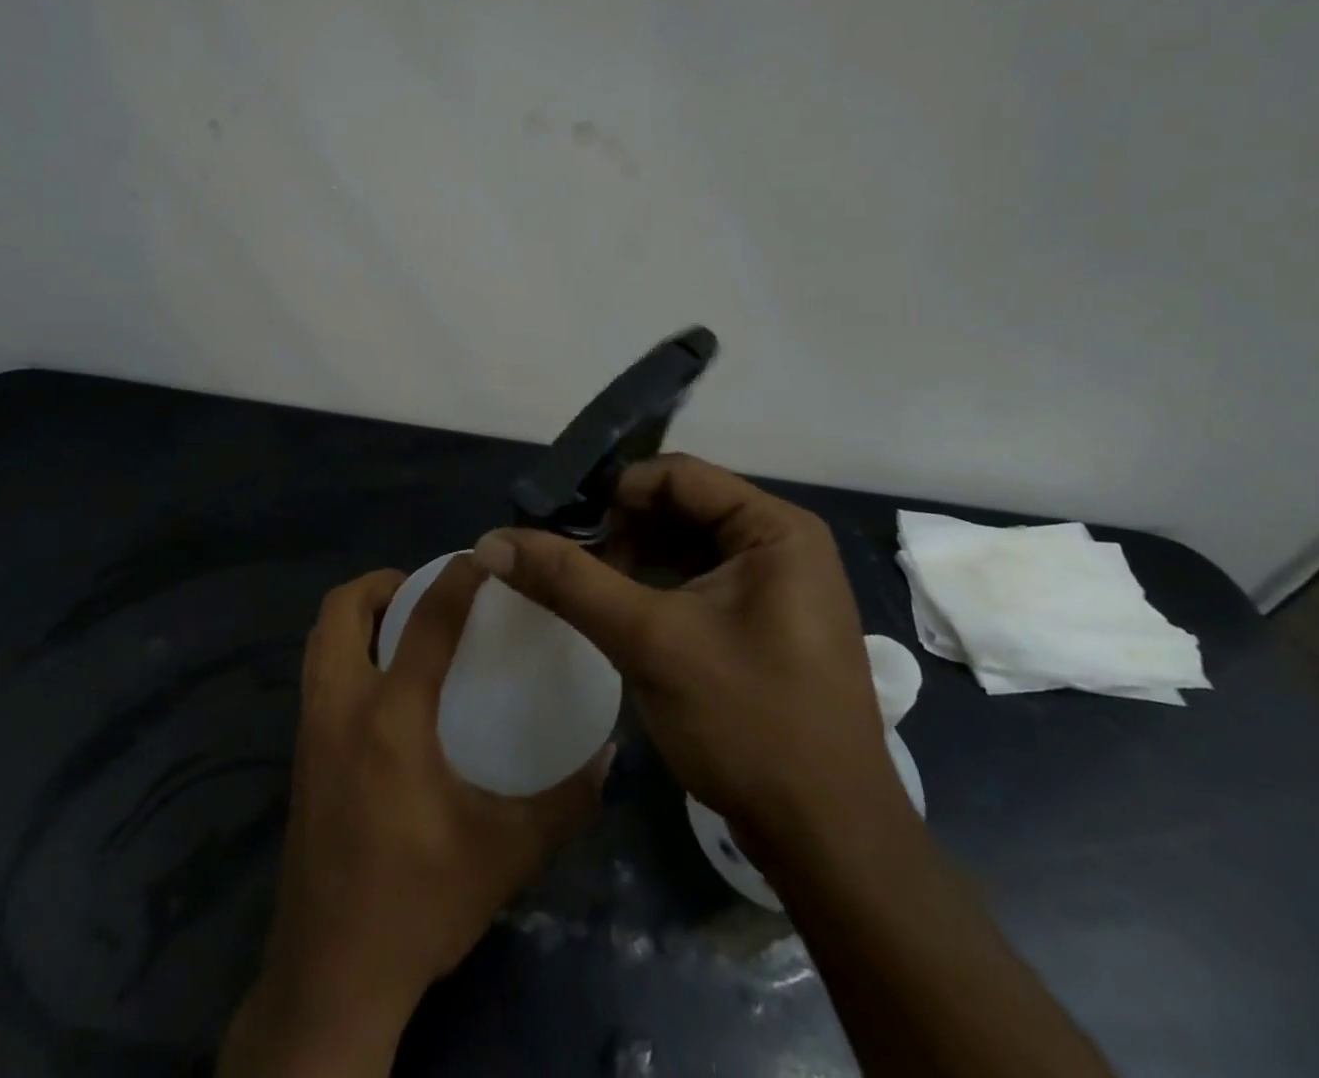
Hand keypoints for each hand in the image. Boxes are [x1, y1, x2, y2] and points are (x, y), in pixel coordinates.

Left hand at [218, 557, 608, 1076]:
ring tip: (404, 626)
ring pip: (319, 640)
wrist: (330, 980)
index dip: (457, 577)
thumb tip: (608, 756)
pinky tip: (385, 687)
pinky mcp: (299, 758)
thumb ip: (563, 802)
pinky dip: (346, 652)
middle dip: (381, 583)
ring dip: (357, 616)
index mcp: (390, 719)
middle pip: (341, 610)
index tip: (485, 557)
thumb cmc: (418, 905)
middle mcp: (340, 708)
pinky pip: (316, 675)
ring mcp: (309, 732)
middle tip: (426, 590)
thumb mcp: (506, 855)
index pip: (426, 621)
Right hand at [470, 454, 902, 852]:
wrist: (827, 843)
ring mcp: (775, 586)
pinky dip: (652, 586)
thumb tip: (492, 540)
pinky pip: (696, 581)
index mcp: (774, 529)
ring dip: (631, 557)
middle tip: (564, 559)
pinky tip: (615, 609)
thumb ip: (569, 582)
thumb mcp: (650, 642)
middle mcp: (780, 544)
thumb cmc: (748, 723)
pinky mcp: (762, 623)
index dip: (614, 491)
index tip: (560, 524)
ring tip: (581, 585)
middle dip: (619, 527)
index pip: (677, 475)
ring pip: (685, 546)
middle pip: (681, 507)